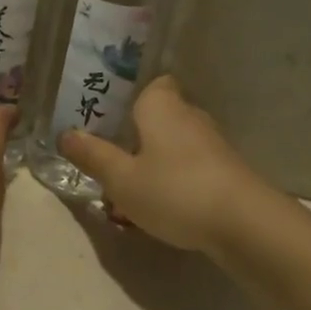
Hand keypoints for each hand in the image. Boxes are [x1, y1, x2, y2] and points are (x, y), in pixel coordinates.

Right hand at [59, 77, 275, 254]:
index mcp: (161, 106)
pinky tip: (159, 210)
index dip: (130, 100)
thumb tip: (66, 134)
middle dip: (135, 139)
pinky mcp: (226, 172)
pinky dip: (173, 183)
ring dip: (152, 166)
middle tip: (109, 164)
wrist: (244, 223)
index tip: (108, 121)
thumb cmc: (174, 190)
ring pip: (172, 148)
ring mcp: (212, 145)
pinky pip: (189, 170)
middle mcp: (189, 116)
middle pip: (158, 119)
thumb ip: (93, 156)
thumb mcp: (121, 179)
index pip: (151, 86)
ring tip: (126, 197)